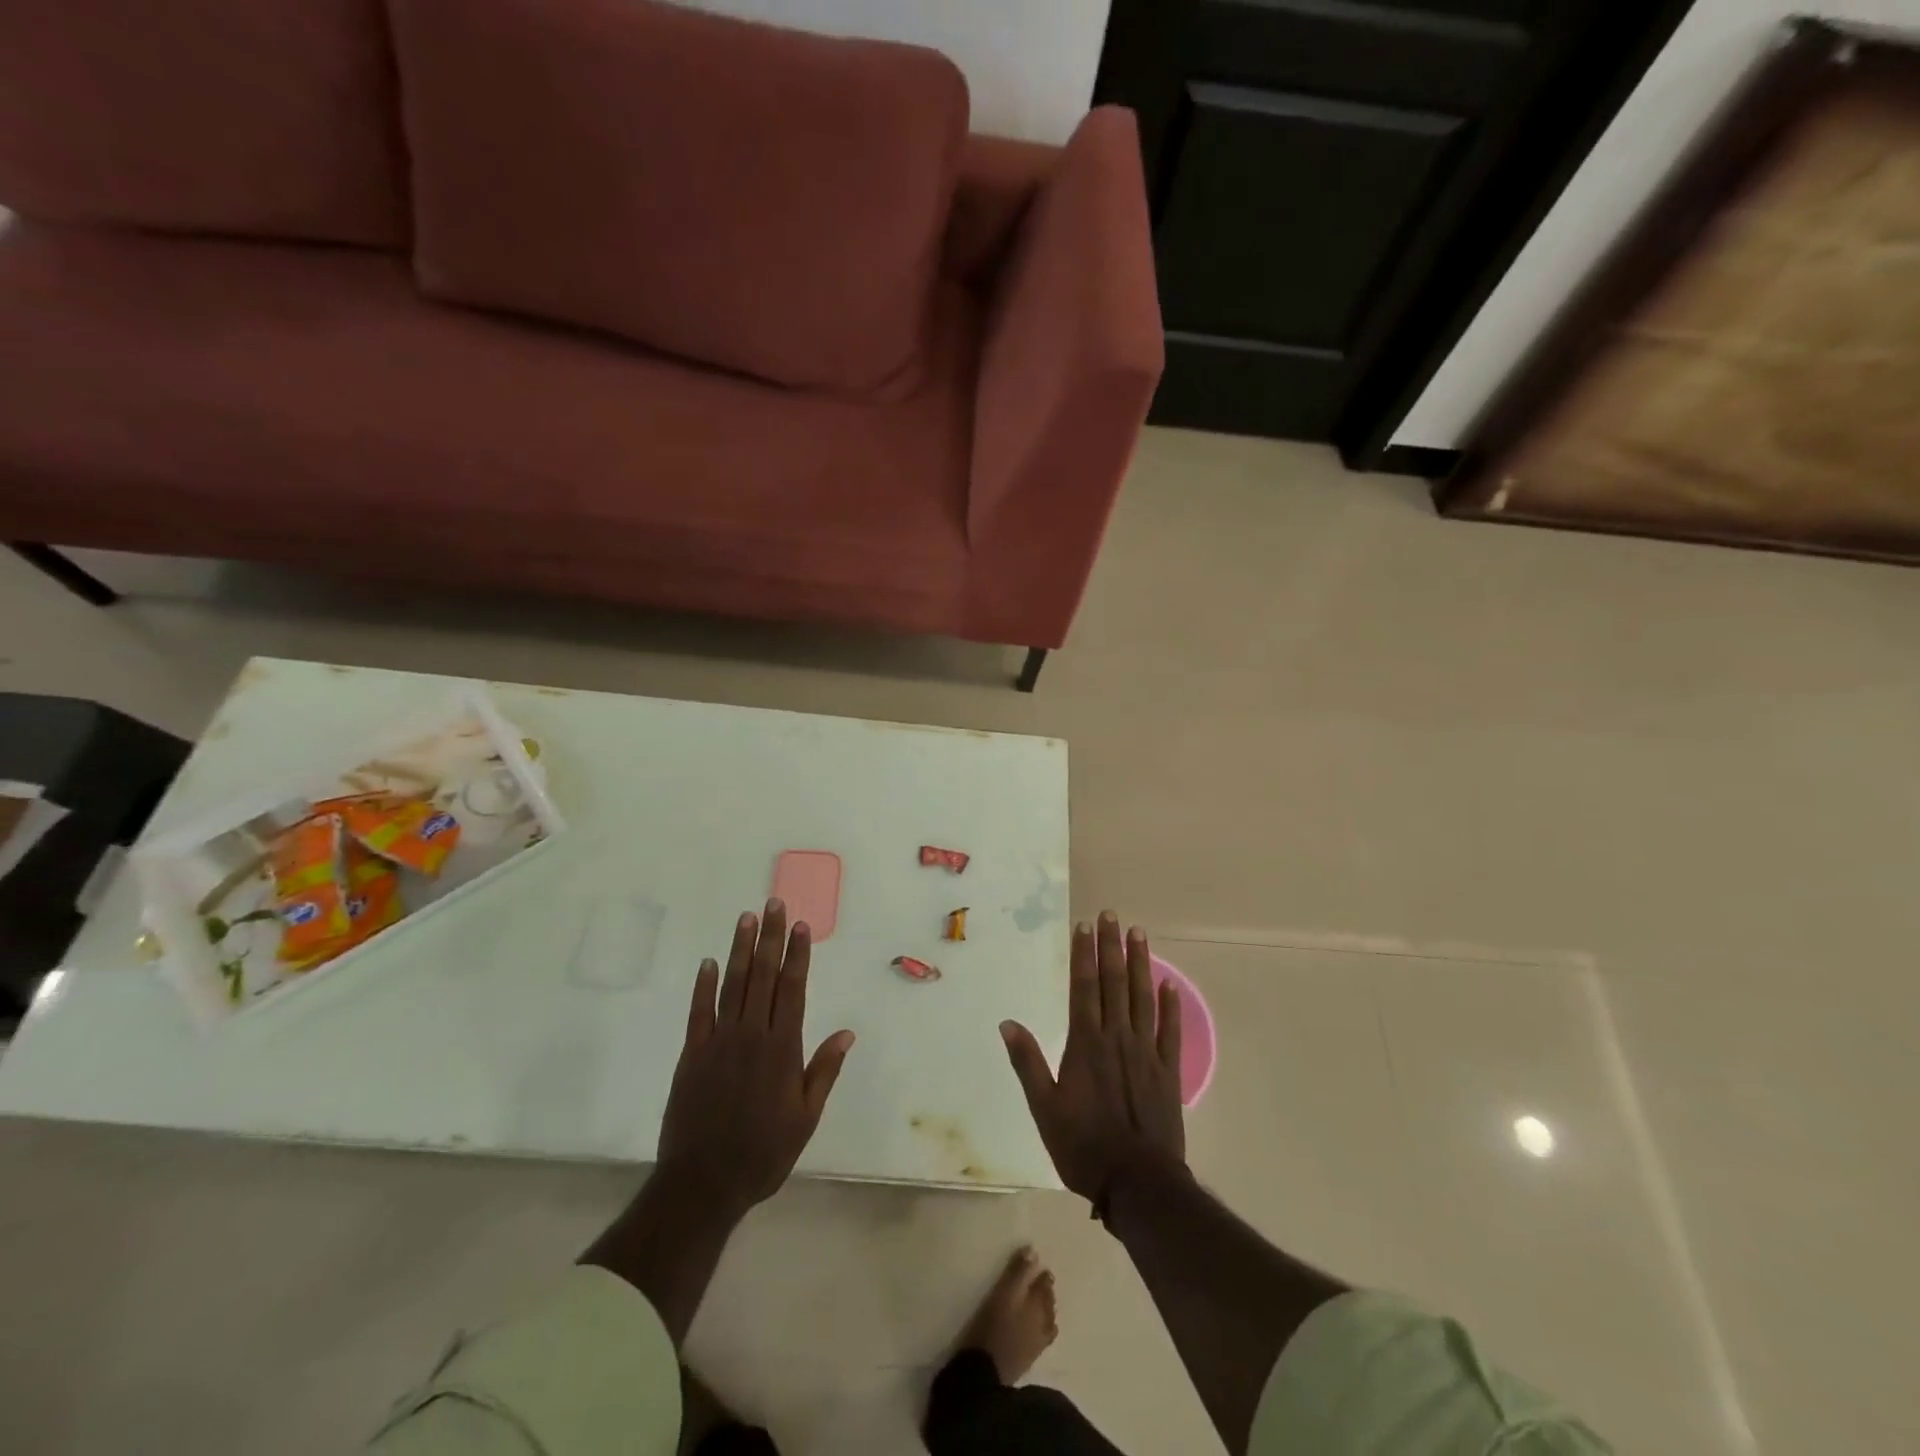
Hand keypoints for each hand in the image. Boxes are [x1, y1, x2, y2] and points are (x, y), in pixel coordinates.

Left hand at [656, 898, 854, 1218]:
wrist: (703, 1183)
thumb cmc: (763, 1153)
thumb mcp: (805, 1118)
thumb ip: (824, 1071)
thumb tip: (847, 1032)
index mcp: (783, 1048)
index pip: (793, 989)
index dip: (797, 955)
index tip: (800, 926)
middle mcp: (752, 1035)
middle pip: (763, 976)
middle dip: (770, 938)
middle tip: (773, 904)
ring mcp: (719, 1042)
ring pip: (733, 985)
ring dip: (740, 949)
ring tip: (746, 918)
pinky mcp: (693, 1054)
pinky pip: (699, 1012)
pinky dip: (704, 985)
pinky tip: (709, 962)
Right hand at [1000, 911, 1184, 1204]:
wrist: (1138, 1183)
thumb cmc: (1083, 1146)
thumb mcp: (1044, 1108)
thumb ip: (1027, 1063)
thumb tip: (1008, 1023)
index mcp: (1086, 1043)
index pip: (1083, 988)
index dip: (1084, 955)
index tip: (1085, 926)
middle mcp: (1116, 1037)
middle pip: (1114, 983)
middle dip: (1111, 947)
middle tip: (1112, 915)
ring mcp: (1146, 1052)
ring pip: (1142, 997)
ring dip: (1141, 964)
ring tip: (1139, 933)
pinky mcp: (1168, 1071)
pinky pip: (1170, 1031)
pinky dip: (1170, 1006)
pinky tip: (1169, 983)